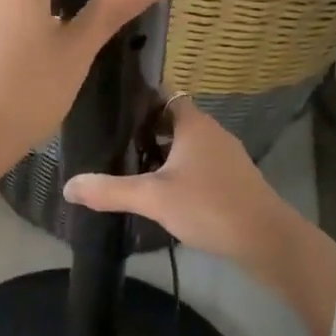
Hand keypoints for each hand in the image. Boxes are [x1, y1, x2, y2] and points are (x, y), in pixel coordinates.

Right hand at [64, 99, 335, 335]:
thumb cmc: (209, 205)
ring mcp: (226, 156)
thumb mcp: (153, 198)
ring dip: (163, 153)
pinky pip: (199, 165)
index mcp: (194, 123)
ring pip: (187, 145)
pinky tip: (163, 193)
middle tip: (113, 144)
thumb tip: (68, 185)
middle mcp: (212, 132)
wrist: (267, 240)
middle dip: (145, 131)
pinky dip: (180, 172)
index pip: (164, 95)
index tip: (112, 111)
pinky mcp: (234, 180)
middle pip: (173, 120)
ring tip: (131, 169)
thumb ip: (110, 190)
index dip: (139, 100)